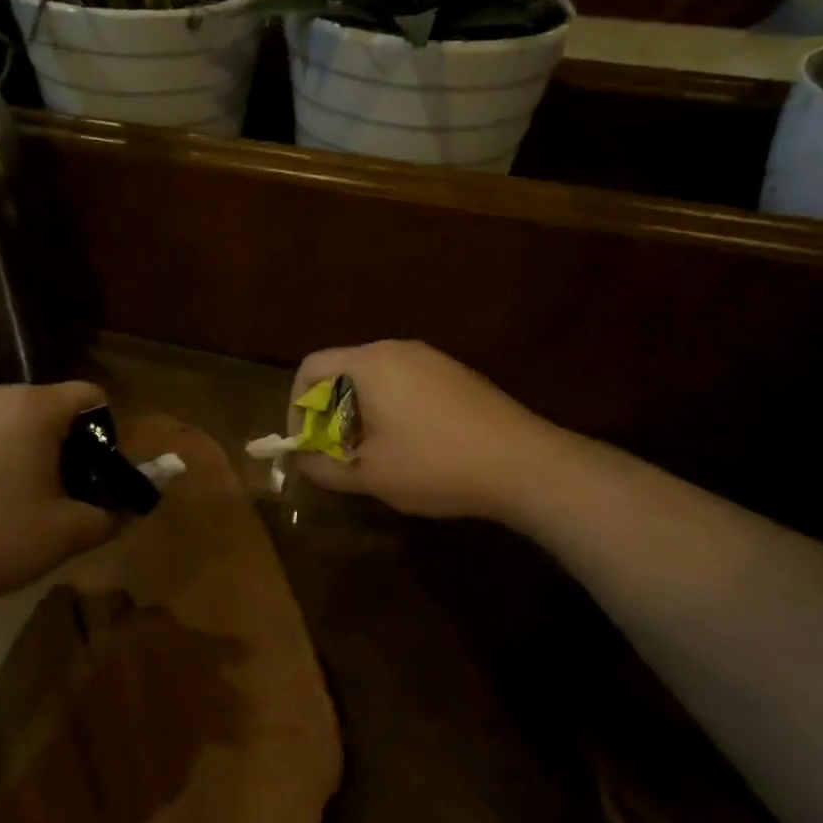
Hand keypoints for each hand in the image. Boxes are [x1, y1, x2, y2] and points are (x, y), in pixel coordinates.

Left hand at [0, 381, 121, 604]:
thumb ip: (110, 517)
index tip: (95, 478)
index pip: (92, 395)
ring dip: (31, 455)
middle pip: (54, 409)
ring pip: (17, 423)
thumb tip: (128, 508)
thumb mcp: (62, 536)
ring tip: (18, 506)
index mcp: (35, 407)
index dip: (107, 434)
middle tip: (61, 499)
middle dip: (69, 449)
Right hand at [290, 340, 541, 518]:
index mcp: (369, 363)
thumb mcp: (369, 474)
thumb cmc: (435, 464)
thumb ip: (323, 465)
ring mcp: (432, 359)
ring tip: (371, 454)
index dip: (296, 406)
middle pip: (343, 370)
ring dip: (360, 413)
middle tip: (335, 452)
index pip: (310, 368)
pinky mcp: (457, 375)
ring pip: (376, 379)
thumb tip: (303, 459)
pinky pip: (406, 384)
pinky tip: (412, 447)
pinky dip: (392, 410)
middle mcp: (398, 349)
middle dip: (329, 412)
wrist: (525, 464)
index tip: (306, 442)